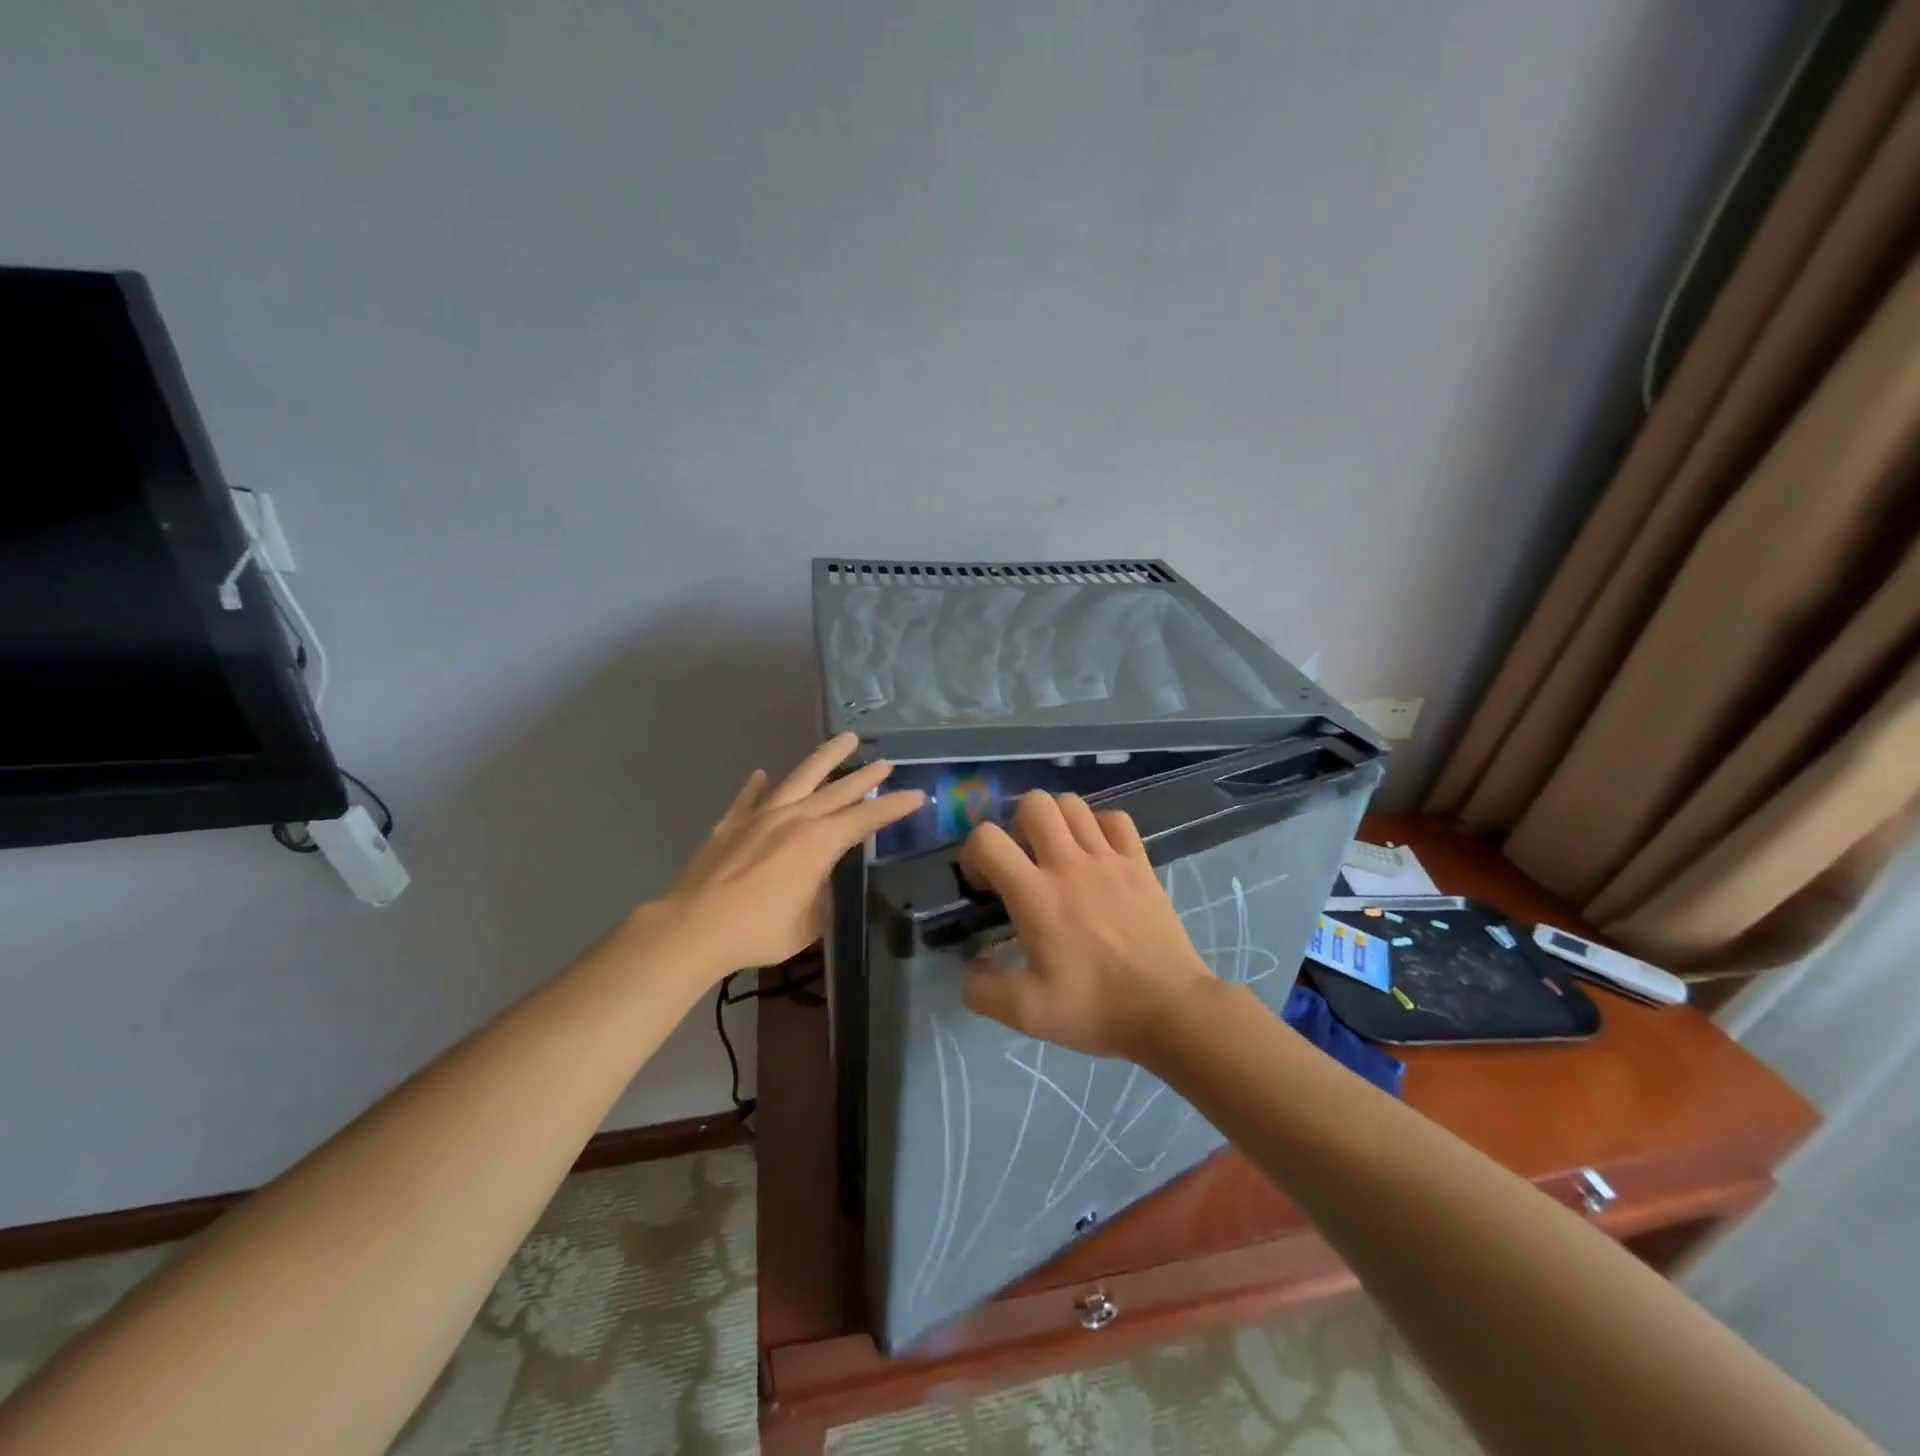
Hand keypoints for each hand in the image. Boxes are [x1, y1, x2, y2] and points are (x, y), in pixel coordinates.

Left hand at [651, 733, 924, 979]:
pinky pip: (750, 798)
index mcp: (819, 842)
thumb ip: (821, 897)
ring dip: (825, 758)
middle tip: (886, 763)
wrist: (694, 928)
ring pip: (799, 778)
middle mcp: (794, 819)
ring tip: (845, 740)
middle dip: (865, 776)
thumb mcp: (808, 924)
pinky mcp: (731, 824)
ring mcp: (760, 816)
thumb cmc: (759, 931)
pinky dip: (759, 787)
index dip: (894, 807)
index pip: (865, 819)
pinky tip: (763, 776)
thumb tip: (821, 885)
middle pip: (837, 791)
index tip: (916, 796)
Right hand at [959, 791, 1215, 1059]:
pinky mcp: (1140, 862)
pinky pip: (1116, 819)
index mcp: (1036, 895)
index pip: (987, 839)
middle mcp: (1069, 864)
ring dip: (1056, 821)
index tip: (985, 885)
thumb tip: (969, 970)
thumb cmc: (1097, 1008)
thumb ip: (983, 991)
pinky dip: (1099, 826)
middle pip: (1034, 803)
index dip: (974, 853)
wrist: (1170, 1010)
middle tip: (1022, 860)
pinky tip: (1097, 854)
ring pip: (1073, 804)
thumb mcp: (1027, 1014)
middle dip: (1016, 824)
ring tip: (1056, 854)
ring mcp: (1109, 858)